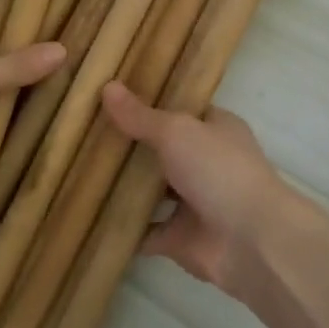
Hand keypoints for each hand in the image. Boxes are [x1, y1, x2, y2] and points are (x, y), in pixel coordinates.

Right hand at [100, 81, 309, 296]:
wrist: (251, 241)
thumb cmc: (219, 171)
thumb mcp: (177, 132)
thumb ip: (141, 116)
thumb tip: (107, 86)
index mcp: (215, 129)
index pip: (180, 109)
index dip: (149, 103)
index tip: (110, 96)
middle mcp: (206, 162)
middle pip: (161, 150)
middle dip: (129, 146)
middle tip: (82, 132)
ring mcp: (193, 203)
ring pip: (151, 192)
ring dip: (123, 187)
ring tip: (77, 171)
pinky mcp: (180, 238)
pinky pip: (145, 232)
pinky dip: (123, 228)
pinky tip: (90, 216)